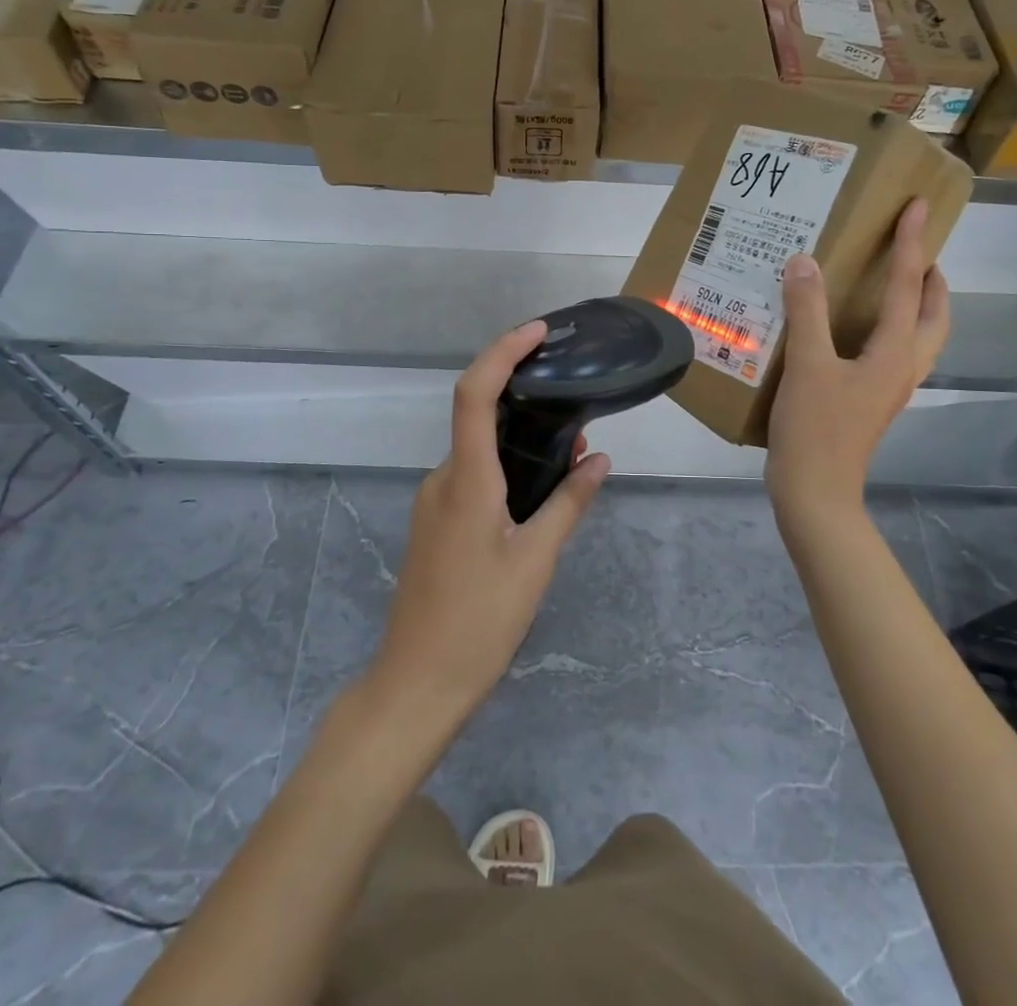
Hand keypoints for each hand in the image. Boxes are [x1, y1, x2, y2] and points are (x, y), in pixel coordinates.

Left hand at [370, 321, 610, 728]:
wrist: (417, 683)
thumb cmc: (479, 621)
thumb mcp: (535, 561)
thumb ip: (568, 504)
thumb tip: (599, 461)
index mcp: (466, 480)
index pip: (474, 394)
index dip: (502, 352)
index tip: (538, 332)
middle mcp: (443, 479)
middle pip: (478, 417)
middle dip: (524, 401)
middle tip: (577, 416)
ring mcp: (434, 501)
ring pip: (478, 451)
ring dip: (519, 441)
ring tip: (569, 459)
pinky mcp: (435, 523)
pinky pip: (471, 477)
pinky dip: (504, 469)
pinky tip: (536, 497)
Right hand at [765, 199, 950, 525]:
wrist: (815, 492)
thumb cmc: (815, 429)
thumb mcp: (806, 364)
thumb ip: (806, 311)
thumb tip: (804, 262)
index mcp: (895, 352)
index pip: (908, 285)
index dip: (910, 243)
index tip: (917, 206)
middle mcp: (903, 366)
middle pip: (935, 315)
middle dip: (931, 279)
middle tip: (914, 250)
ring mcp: (890, 387)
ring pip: (919, 336)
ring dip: (916, 304)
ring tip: (893, 281)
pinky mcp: (873, 400)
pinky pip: (894, 351)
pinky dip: (888, 327)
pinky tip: (854, 327)